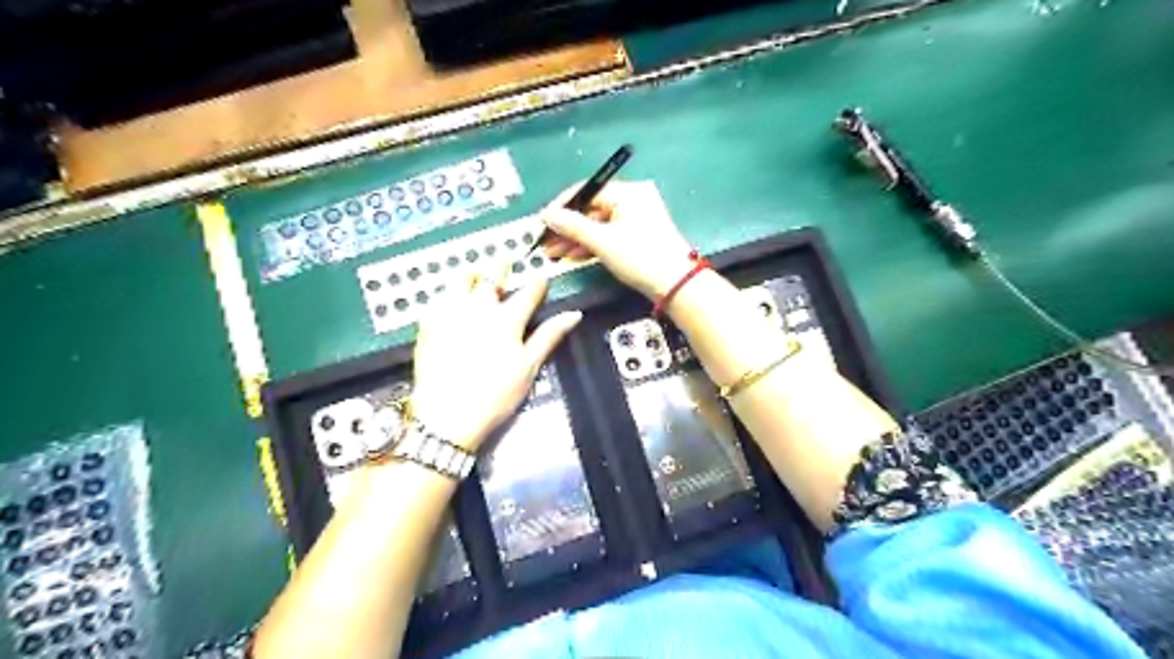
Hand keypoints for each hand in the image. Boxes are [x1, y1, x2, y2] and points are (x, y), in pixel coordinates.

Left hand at [410, 272, 580, 453]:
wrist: (448, 415)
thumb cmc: (495, 394)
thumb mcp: (529, 367)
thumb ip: (549, 336)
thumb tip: (573, 314)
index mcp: (507, 319)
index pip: (528, 293)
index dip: (538, 284)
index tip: (541, 279)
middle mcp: (478, 308)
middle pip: (492, 277)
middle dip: (501, 267)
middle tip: (505, 263)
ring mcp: (450, 313)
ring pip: (461, 280)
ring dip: (472, 275)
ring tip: (477, 277)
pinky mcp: (428, 324)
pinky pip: (438, 297)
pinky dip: (448, 292)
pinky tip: (451, 299)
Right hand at [542, 180, 694, 298]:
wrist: (676, 285)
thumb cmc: (639, 257)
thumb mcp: (602, 241)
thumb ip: (571, 225)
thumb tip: (546, 214)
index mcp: (628, 192)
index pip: (587, 190)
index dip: (562, 205)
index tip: (541, 221)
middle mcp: (633, 200)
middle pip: (591, 210)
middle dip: (566, 227)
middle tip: (543, 242)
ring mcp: (636, 220)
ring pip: (598, 226)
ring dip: (575, 239)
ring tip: (552, 253)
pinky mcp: (637, 238)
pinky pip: (608, 236)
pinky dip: (591, 246)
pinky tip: (571, 256)